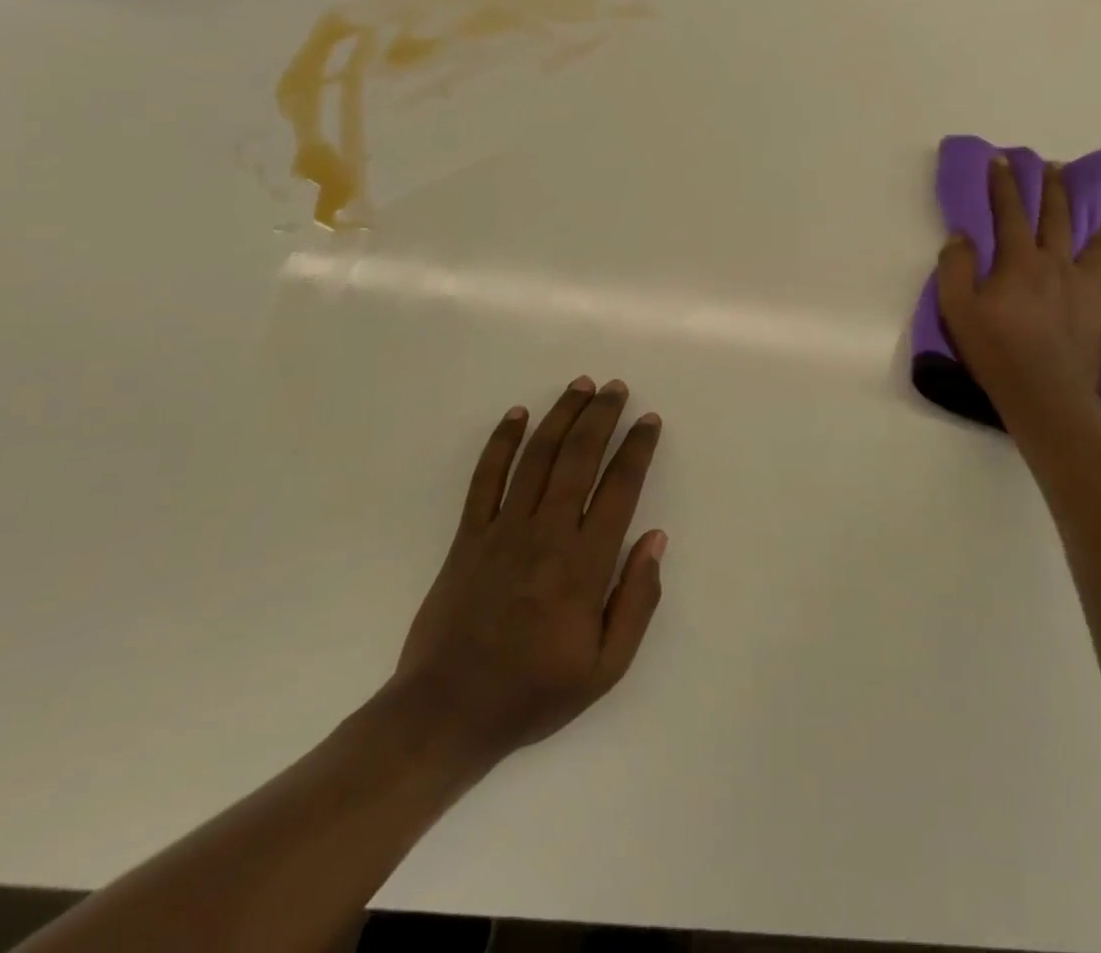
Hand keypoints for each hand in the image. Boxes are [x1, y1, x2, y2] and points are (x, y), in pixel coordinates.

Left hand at [391, 377, 667, 771]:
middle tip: (616, 387)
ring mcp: (503, 530)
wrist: (445, 714)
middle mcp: (546, 534)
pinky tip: (516, 415)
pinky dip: (501, 442)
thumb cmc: (534, 692)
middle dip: (601, 416)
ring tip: (580, 385)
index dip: (637, 449)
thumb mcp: (606, 667)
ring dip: (561, 415)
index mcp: (584, 564)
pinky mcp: (468, 536)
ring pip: (537, 457)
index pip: (620, 488)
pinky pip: (486, 478)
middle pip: (578, 458)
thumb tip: (655, 538)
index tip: (648, 420)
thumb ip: (637, 601)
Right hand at [937, 156, 1100, 427]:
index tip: (1002, 159)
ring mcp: (1085, 289)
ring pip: (1099, 246)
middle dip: (1053, 189)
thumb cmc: (996, 352)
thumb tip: (962, 235)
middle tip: (1055, 166)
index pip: (1009, 213)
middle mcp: (1056, 265)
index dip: (1003, 184)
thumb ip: (956, 268)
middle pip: (1057, 218)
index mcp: (1019, 262)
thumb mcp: (957, 310)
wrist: (1044, 396)